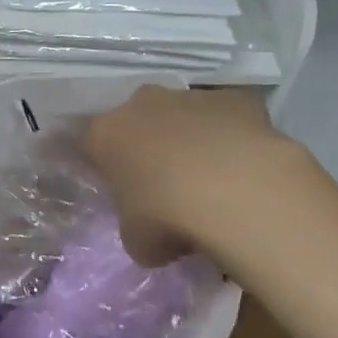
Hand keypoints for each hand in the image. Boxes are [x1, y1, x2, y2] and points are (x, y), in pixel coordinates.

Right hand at [84, 85, 290, 264]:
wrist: (235, 191)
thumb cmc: (167, 216)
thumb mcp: (137, 241)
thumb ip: (136, 229)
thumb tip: (153, 233)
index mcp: (106, 134)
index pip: (93, 146)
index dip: (107, 169)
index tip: (122, 192)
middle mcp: (142, 104)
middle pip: (138, 122)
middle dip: (149, 146)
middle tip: (165, 185)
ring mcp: (190, 96)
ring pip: (184, 116)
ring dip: (191, 140)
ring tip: (212, 180)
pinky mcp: (234, 98)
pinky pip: (226, 117)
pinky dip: (231, 137)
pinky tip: (244, 168)